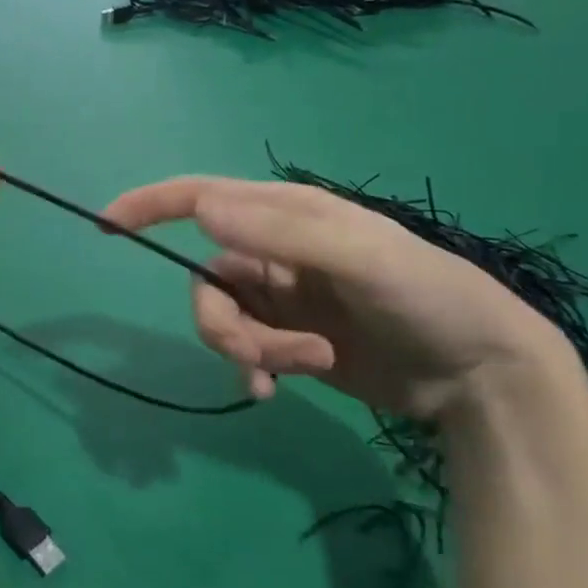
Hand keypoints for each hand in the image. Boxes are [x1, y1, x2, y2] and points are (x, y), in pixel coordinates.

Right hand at [101, 177, 582, 421]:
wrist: (480, 374)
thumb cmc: (428, 297)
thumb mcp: (361, 257)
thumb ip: (281, 233)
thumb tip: (201, 211)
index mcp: (287, 215)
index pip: (202, 198)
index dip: (151, 206)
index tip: (106, 224)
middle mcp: (275, 252)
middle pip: (207, 280)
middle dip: (224, 323)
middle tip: (266, 355)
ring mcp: (282, 298)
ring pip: (223, 319)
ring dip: (251, 349)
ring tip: (303, 366)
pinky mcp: (291, 339)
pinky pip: (245, 350)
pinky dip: (253, 369)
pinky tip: (278, 389)